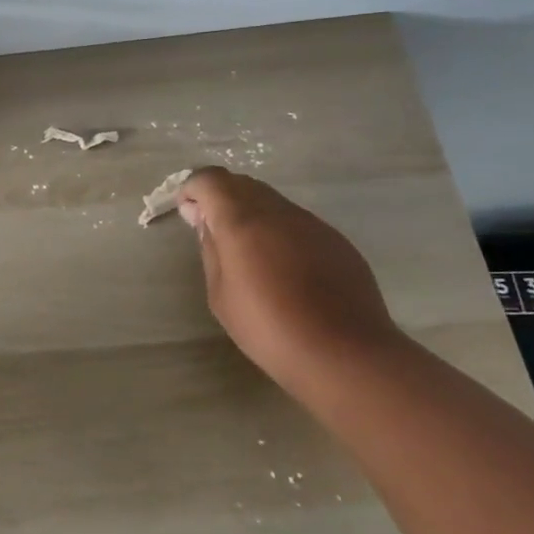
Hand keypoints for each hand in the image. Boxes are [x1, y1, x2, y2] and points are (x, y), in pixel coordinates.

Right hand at [177, 167, 396, 373]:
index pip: (211, 179)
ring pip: (272, 201)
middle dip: (221, 198)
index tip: (188, 212)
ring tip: (249, 253)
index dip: (194, 188)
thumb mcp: (220, 295)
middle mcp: (278, 211)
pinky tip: (284, 268)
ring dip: (251, 214)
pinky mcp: (335, 240)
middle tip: (213, 231)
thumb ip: (211, 250)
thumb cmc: (269, 328)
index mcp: (242, 221)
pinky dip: (279, 231)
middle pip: (242, 184)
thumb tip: (207, 223)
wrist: (345, 354)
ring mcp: (311, 223)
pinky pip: (297, 222)